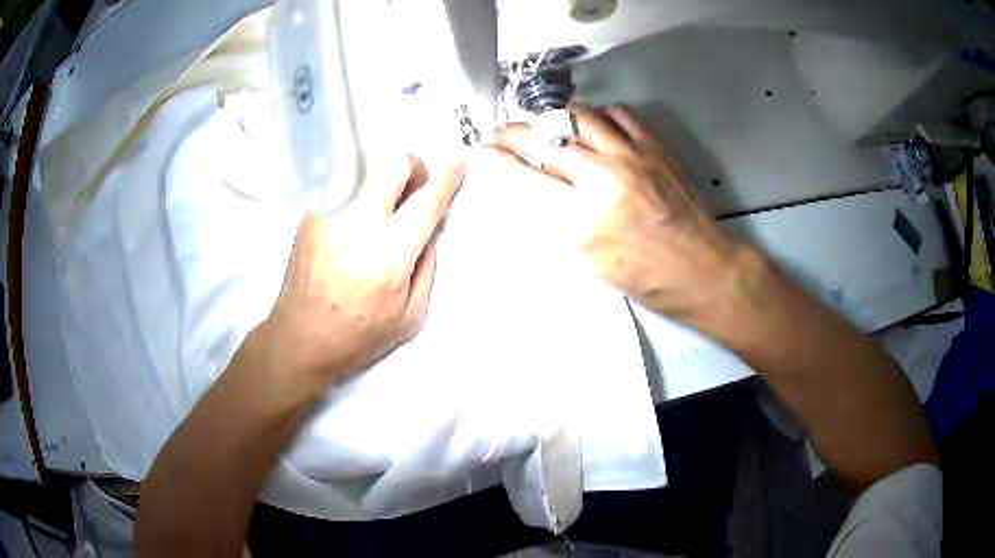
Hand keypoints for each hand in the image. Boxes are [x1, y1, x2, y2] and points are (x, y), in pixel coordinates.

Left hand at [259, 155, 463, 385]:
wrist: (300, 338)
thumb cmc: (359, 335)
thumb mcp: (411, 316)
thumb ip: (428, 264)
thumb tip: (431, 224)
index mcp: (387, 258)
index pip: (424, 202)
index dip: (446, 178)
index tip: (457, 163)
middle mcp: (356, 227)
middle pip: (393, 164)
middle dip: (413, 167)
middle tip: (414, 190)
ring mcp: (328, 216)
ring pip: (367, 168)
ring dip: (385, 179)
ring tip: (384, 209)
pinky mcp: (310, 216)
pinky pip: (346, 186)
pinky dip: (362, 193)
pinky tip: (357, 223)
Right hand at [487, 105, 742, 317]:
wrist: (700, 268)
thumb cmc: (643, 277)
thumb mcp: (586, 262)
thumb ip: (550, 220)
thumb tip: (524, 185)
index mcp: (581, 221)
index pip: (520, 178)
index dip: (492, 163)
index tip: (479, 154)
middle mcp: (602, 180)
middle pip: (542, 139)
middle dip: (512, 134)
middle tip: (501, 137)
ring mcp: (631, 156)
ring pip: (576, 116)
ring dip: (550, 119)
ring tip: (541, 126)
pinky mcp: (654, 146)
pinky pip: (615, 113)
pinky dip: (595, 116)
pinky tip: (590, 128)